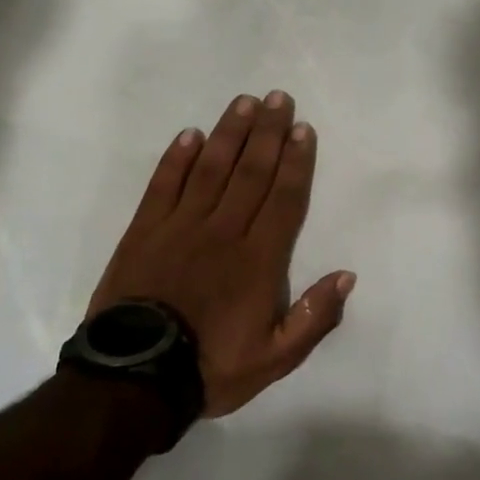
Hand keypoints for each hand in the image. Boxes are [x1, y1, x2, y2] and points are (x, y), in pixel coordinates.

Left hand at [87, 92, 354, 416]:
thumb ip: (314, 318)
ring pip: (210, 169)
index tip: (302, 129)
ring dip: (229, 133)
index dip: (296, 162)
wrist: (133, 381)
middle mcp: (223, 231)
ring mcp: (180, 227)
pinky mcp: (143, 231)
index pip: (283, 199)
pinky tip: (190, 134)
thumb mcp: (275, 359)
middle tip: (278, 98)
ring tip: (244, 103)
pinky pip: (163, 186)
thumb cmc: (210, 367)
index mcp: (258, 260)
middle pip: (250, 172)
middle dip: (267, 133)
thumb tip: (346, 275)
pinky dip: (176, 159)